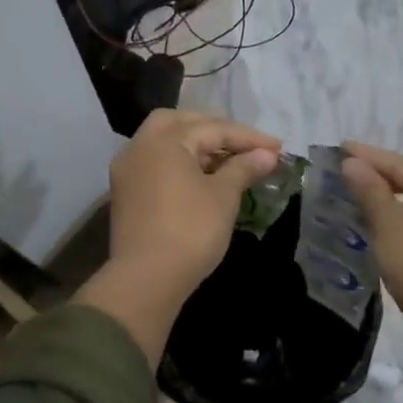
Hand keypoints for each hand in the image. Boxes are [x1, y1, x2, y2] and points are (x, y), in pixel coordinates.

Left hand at [77, 111, 281, 367]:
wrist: (146, 280)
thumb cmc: (190, 231)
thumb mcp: (223, 197)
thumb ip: (244, 168)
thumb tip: (266, 155)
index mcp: (165, 141)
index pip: (213, 129)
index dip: (248, 137)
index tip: (277, 148)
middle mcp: (140, 147)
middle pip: (180, 123)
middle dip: (214, 129)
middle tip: (243, 144)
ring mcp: (128, 170)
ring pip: (164, 143)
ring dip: (195, 145)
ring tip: (227, 161)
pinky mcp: (125, 193)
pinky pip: (155, 164)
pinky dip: (179, 162)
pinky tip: (201, 177)